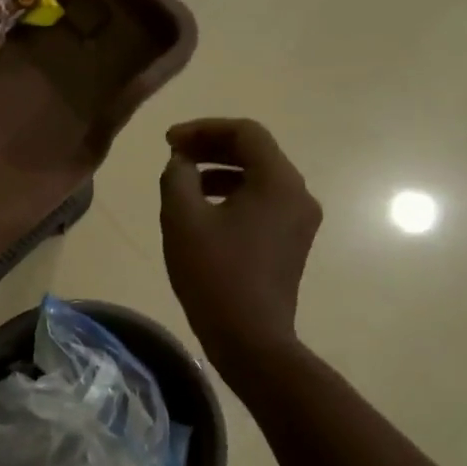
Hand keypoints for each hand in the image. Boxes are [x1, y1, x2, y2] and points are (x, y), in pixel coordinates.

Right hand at [160, 118, 322, 377]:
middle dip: (211, 148)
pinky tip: (203, 212)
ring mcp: (299, 220)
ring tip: (183, 182)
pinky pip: (262, 202)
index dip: (203, 129)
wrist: (249, 336)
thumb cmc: (214, 274)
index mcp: (278, 182)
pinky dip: (232, 195)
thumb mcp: (182, 219)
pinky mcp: (291, 242)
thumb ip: (177, 178)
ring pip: (258, 178)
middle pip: (256, 152)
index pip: (245, 133)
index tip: (168, 141)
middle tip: (173, 154)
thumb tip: (181, 162)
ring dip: (220, 172)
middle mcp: (298, 194)